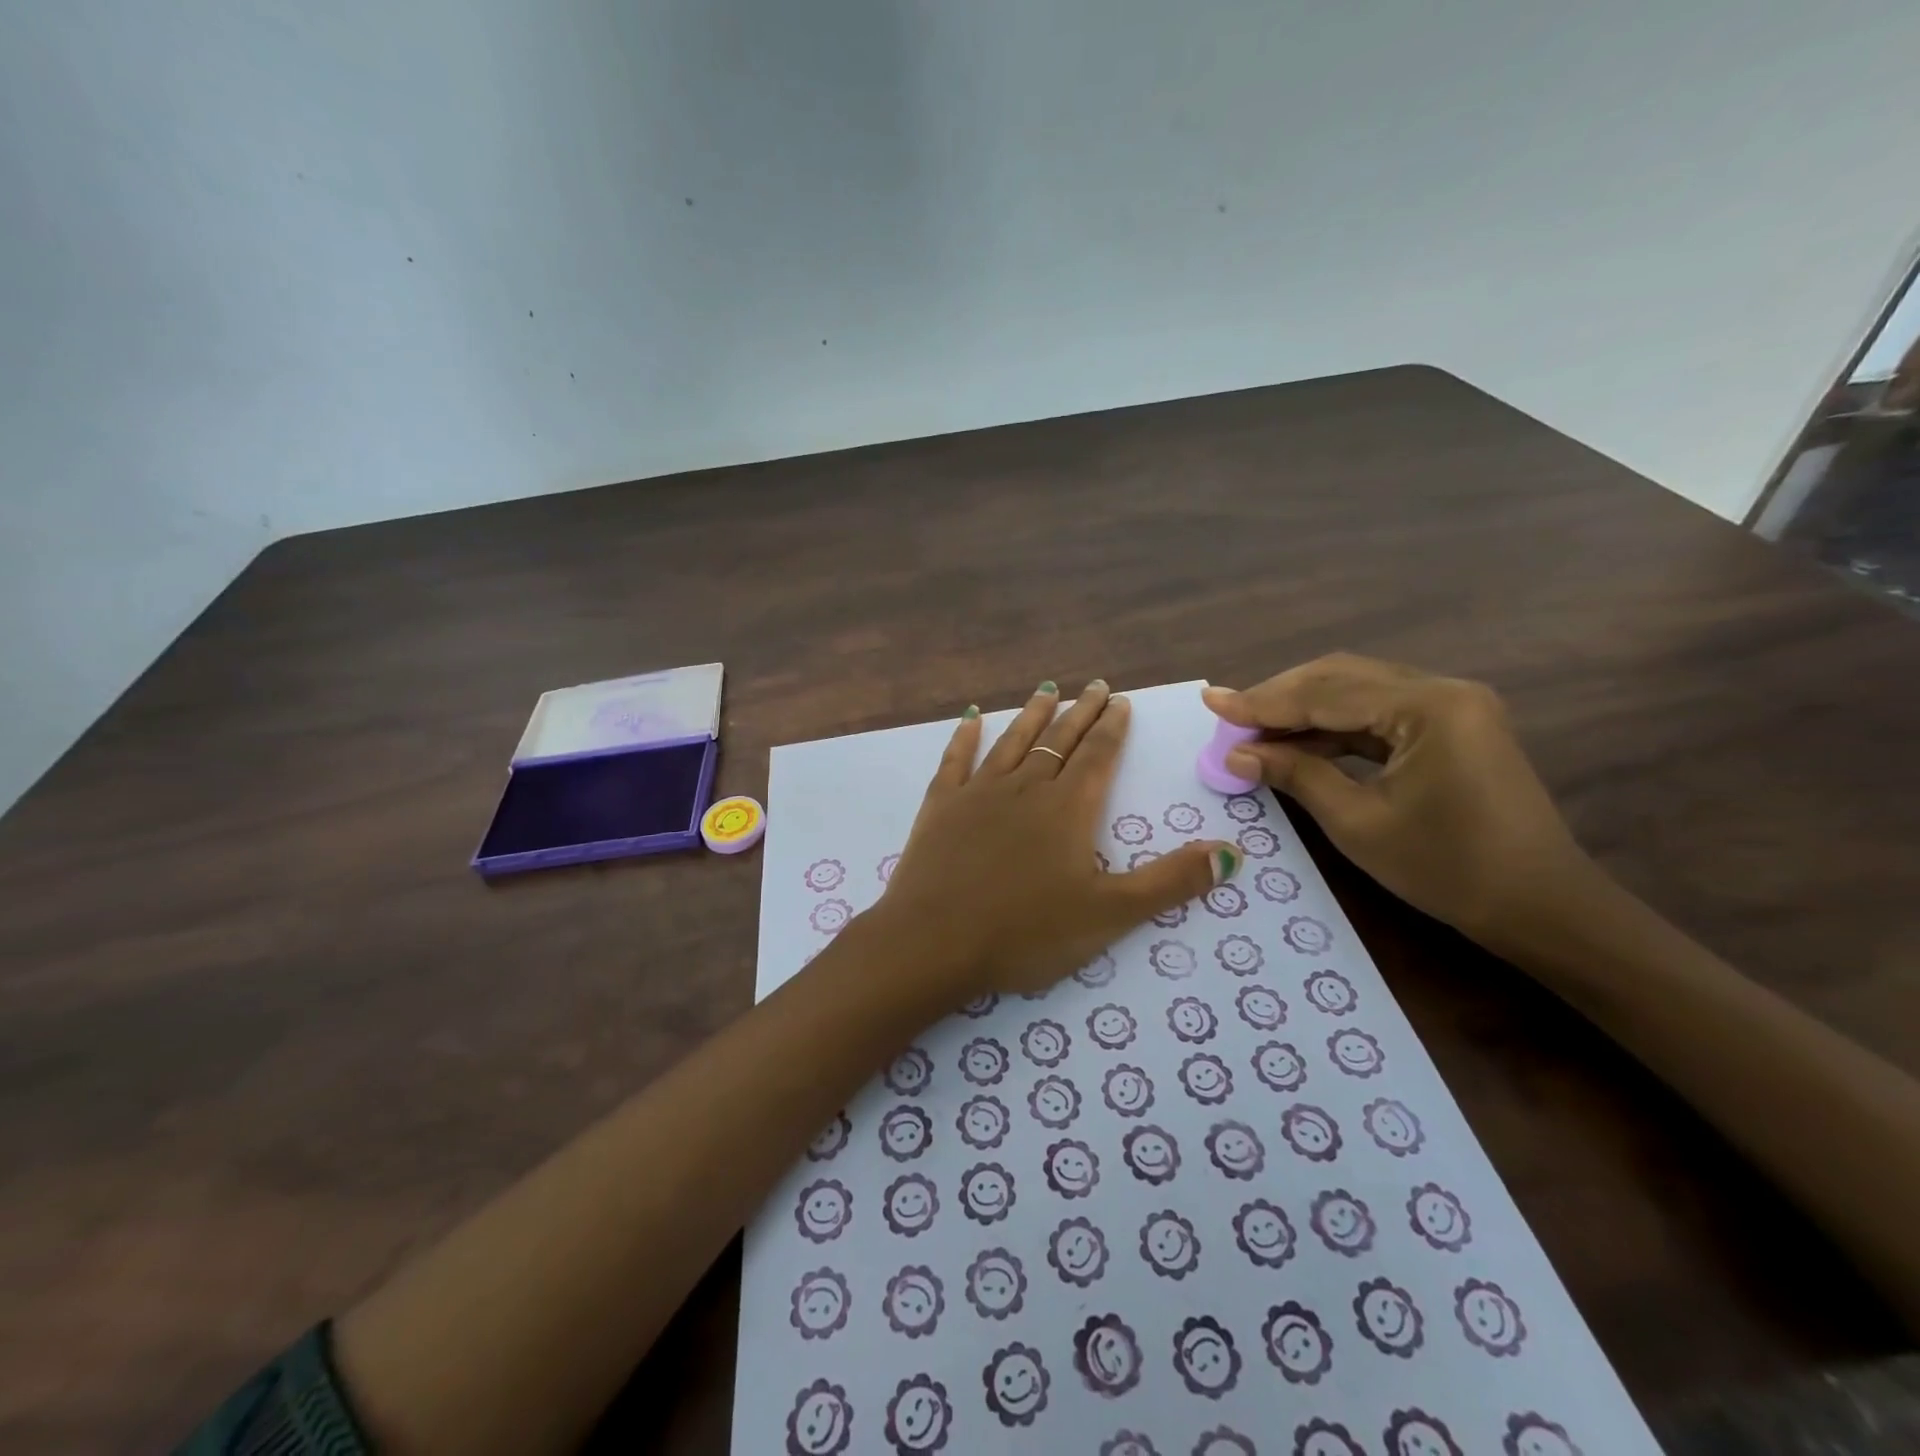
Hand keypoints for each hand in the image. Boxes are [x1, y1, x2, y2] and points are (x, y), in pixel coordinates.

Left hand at [874, 680, 1242, 997]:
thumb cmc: (1026, 932)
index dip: (1112, 728)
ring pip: (1012, 742)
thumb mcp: (1110, 914)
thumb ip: (1171, 882)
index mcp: (1067, 808)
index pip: (1097, 756)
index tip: (1120, 701)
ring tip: (1047, 689)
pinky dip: (965, 737)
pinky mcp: (940, 806)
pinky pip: (955, 760)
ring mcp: (978, 793)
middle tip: (1095, 686)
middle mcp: (1025, 787)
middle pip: (1059, 740)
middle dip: (1081, 712)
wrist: (935, 942)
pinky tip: (971, 718)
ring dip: (1032, 715)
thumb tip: (1232, 852)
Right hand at [1202, 655, 1591, 944]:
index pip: (1326, 693)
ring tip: (1253, 729)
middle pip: (1341, 677)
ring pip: (1358, 690)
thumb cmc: (1447, 869)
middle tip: (1229, 716)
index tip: (1211, 703)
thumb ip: (1296, 774)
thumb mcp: (1358, 823)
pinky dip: (1334, 725)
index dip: (1262, 702)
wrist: (1540, 906)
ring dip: (1303, 709)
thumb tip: (1238, 753)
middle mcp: (1443, 689)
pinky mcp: (1452, 725)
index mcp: (1428, 707)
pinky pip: (1379, 712)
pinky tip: (1297, 741)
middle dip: (1280, 697)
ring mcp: (1452, 705)